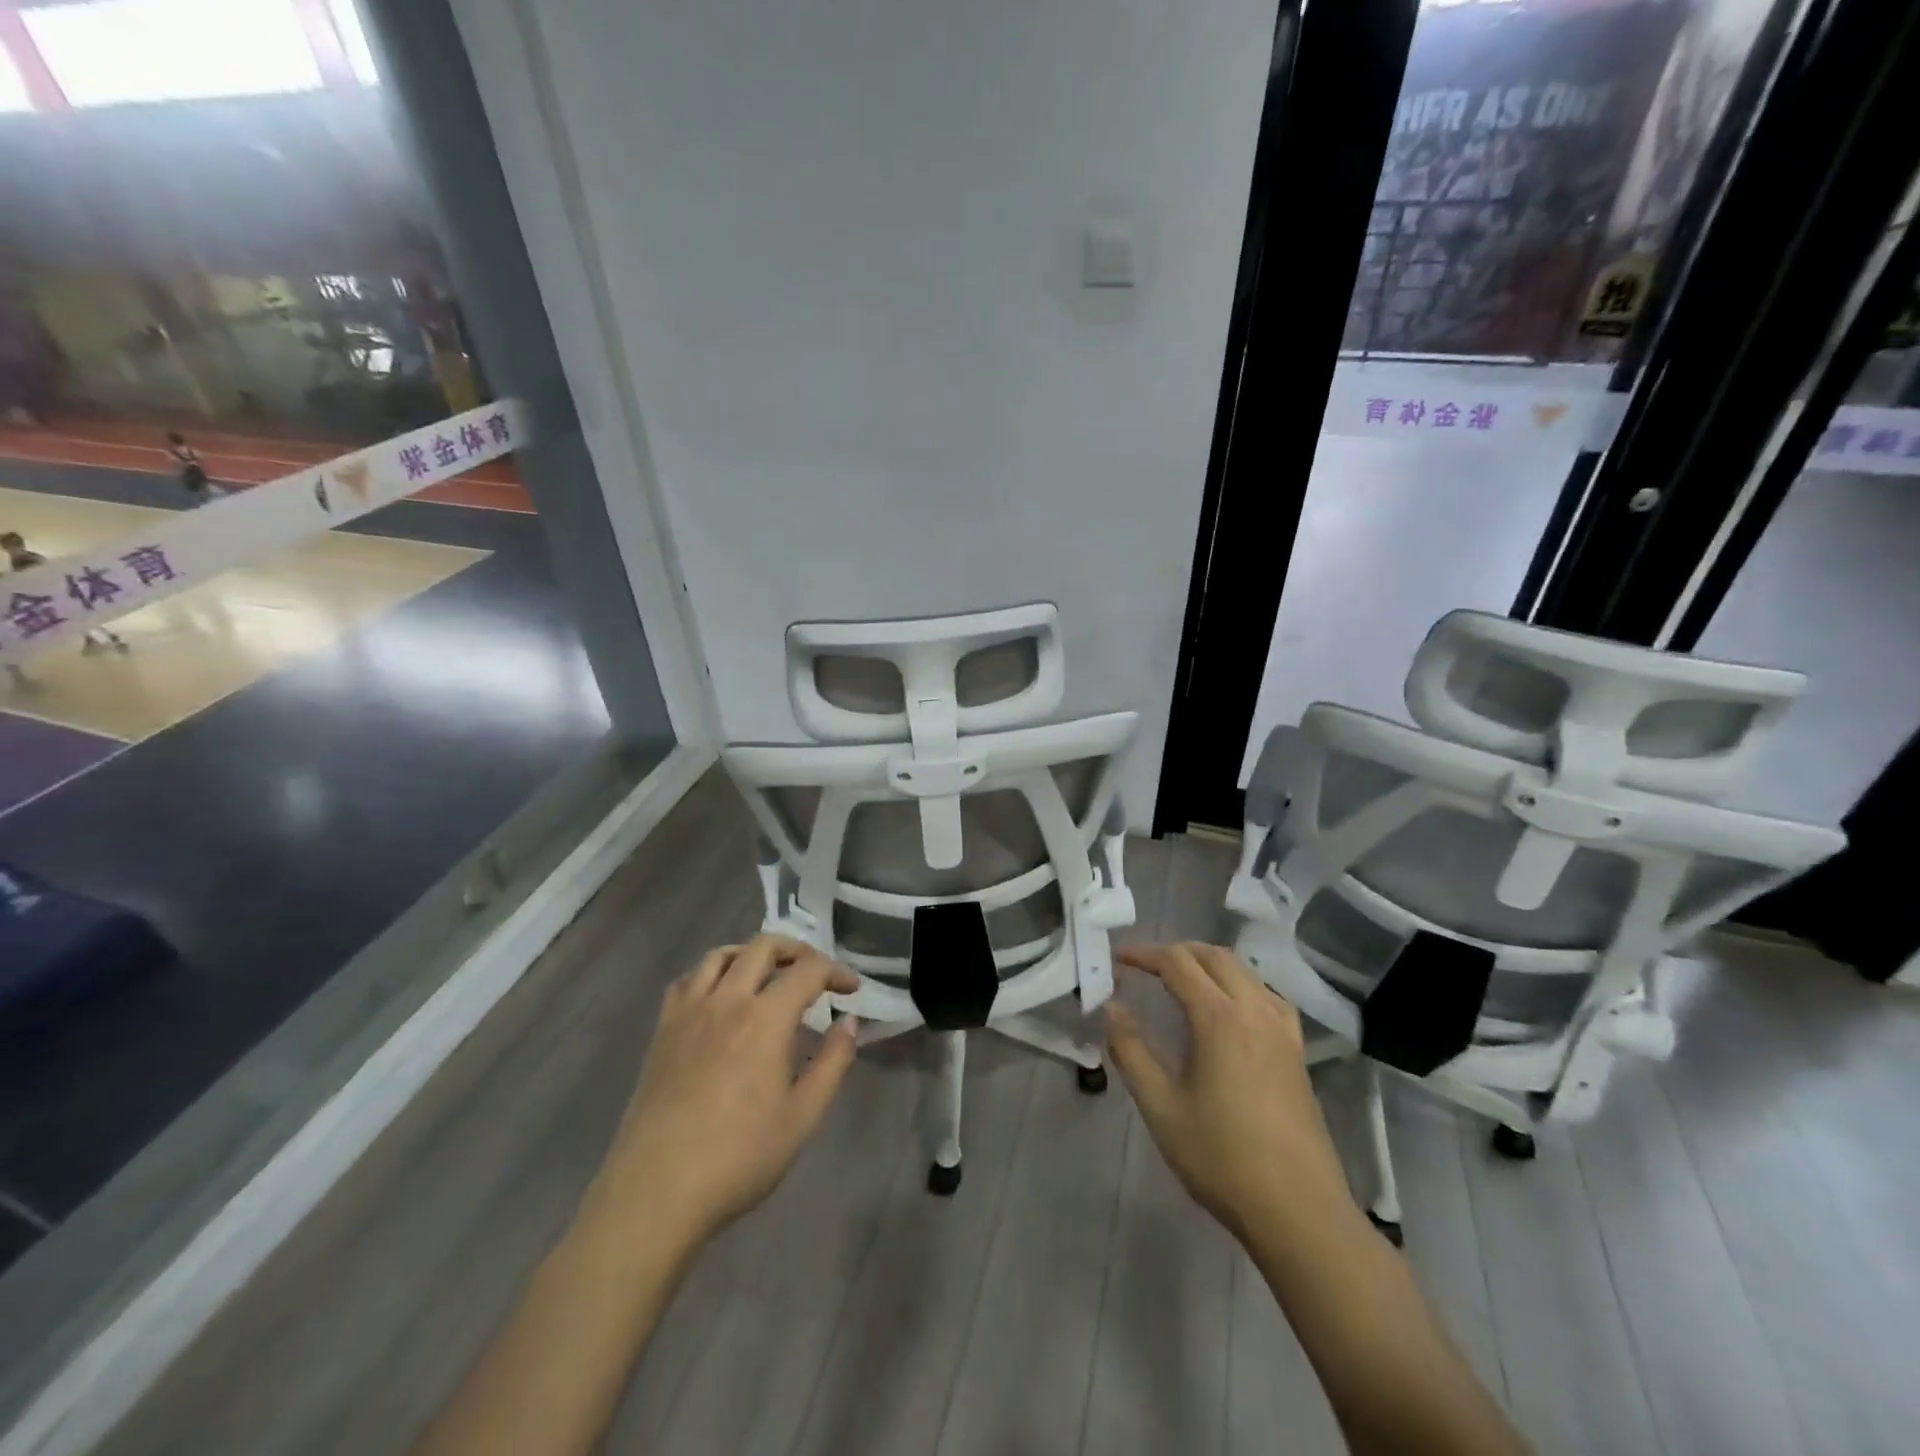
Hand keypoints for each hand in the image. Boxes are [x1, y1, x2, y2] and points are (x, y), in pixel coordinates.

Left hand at [593, 935, 859, 1245]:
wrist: (655, 1191)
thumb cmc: (738, 1157)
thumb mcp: (802, 1117)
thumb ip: (832, 1063)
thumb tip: (849, 1022)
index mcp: (765, 1018)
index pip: (808, 970)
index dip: (836, 971)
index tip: (852, 988)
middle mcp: (726, 1000)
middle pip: (763, 947)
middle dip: (796, 949)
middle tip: (814, 972)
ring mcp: (688, 1012)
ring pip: (721, 955)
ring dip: (751, 954)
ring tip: (768, 974)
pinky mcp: (662, 1030)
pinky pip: (687, 980)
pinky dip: (711, 974)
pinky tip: (720, 997)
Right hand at [1105, 942, 1358, 1245]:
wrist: (1298, 1210)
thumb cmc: (1222, 1157)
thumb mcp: (1161, 1107)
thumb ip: (1130, 1051)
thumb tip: (1112, 1008)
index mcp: (1219, 1017)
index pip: (1177, 963)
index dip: (1144, 954)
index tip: (1118, 960)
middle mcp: (1254, 1010)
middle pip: (1213, 956)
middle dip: (1176, 951)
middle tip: (1145, 966)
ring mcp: (1282, 1029)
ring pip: (1244, 971)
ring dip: (1208, 963)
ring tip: (1181, 979)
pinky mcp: (1297, 1051)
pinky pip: (1267, 995)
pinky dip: (1240, 984)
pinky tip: (1229, 1008)